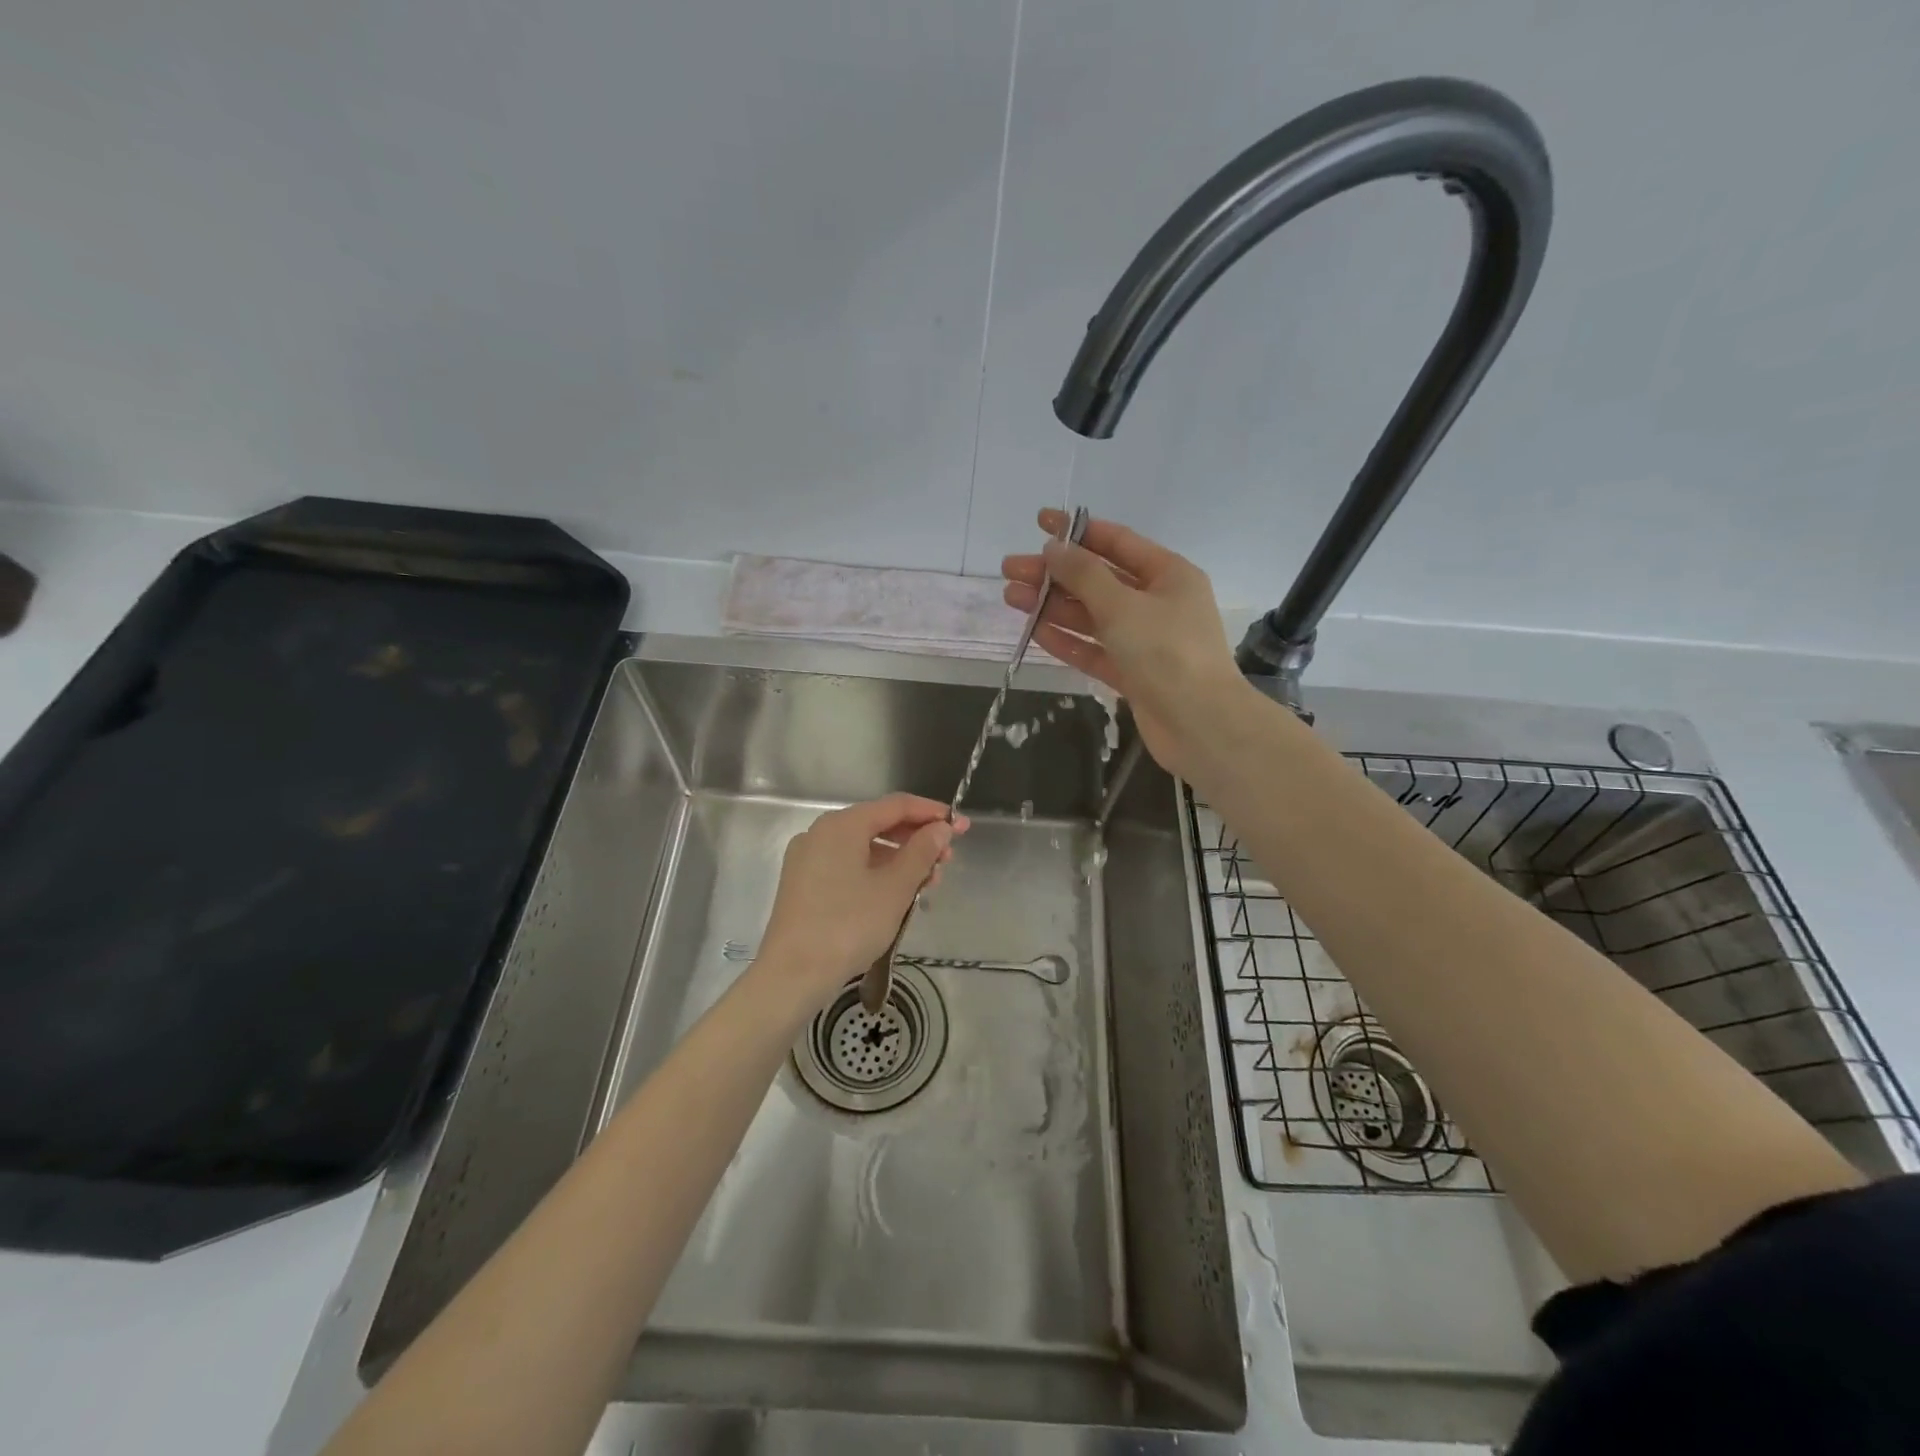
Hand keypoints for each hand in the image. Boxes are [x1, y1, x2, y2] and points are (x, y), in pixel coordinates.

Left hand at [755, 794, 968, 1012]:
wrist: (792, 975)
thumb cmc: (849, 925)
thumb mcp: (895, 888)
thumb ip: (922, 852)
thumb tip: (940, 828)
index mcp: (842, 825)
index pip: (896, 805)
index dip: (932, 813)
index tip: (961, 827)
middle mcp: (821, 832)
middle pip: (878, 824)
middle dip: (916, 840)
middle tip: (947, 861)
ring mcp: (808, 858)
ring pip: (863, 848)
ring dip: (898, 860)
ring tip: (927, 884)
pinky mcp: (802, 884)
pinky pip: (847, 865)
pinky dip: (875, 873)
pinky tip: (894, 895)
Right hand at [1002, 509, 1244, 779]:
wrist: (1199, 724)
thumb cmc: (1166, 652)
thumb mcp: (1122, 605)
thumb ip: (1084, 575)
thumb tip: (1053, 548)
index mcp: (1168, 574)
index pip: (1117, 542)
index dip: (1077, 531)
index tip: (1039, 523)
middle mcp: (1157, 602)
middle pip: (1098, 580)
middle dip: (1055, 574)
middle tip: (1011, 570)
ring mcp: (1145, 640)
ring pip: (1092, 616)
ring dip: (1054, 606)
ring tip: (1012, 597)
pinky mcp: (1132, 673)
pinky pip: (1095, 649)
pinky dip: (1067, 640)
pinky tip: (1035, 631)